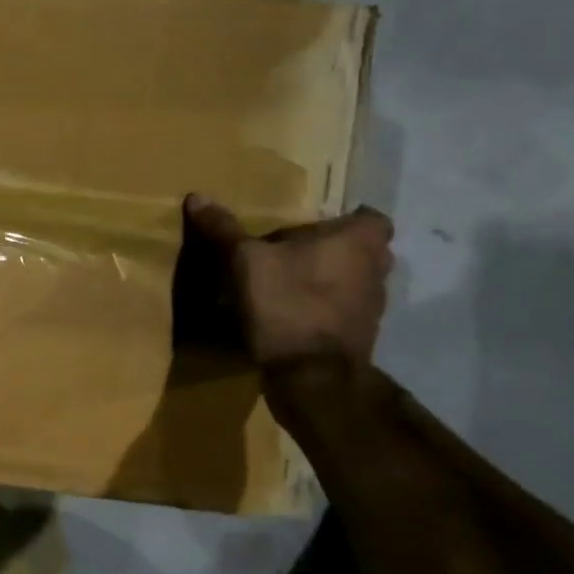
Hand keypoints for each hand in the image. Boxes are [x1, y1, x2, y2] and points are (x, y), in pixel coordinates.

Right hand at [174, 195, 393, 367]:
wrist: (311, 376)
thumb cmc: (286, 302)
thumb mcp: (244, 260)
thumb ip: (223, 229)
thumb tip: (198, 196)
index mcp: (356, 244)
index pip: (373, 219)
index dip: (350, 217)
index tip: (321, 220)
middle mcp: (375, 273)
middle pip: (367, 251)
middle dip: (339, 248)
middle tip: (301, 246)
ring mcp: (372, 310)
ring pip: (358, 282)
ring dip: (333, 279)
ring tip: (293, 279)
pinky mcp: (360, 339)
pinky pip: (345, 311)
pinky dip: (326, 307)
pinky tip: (294, 310)